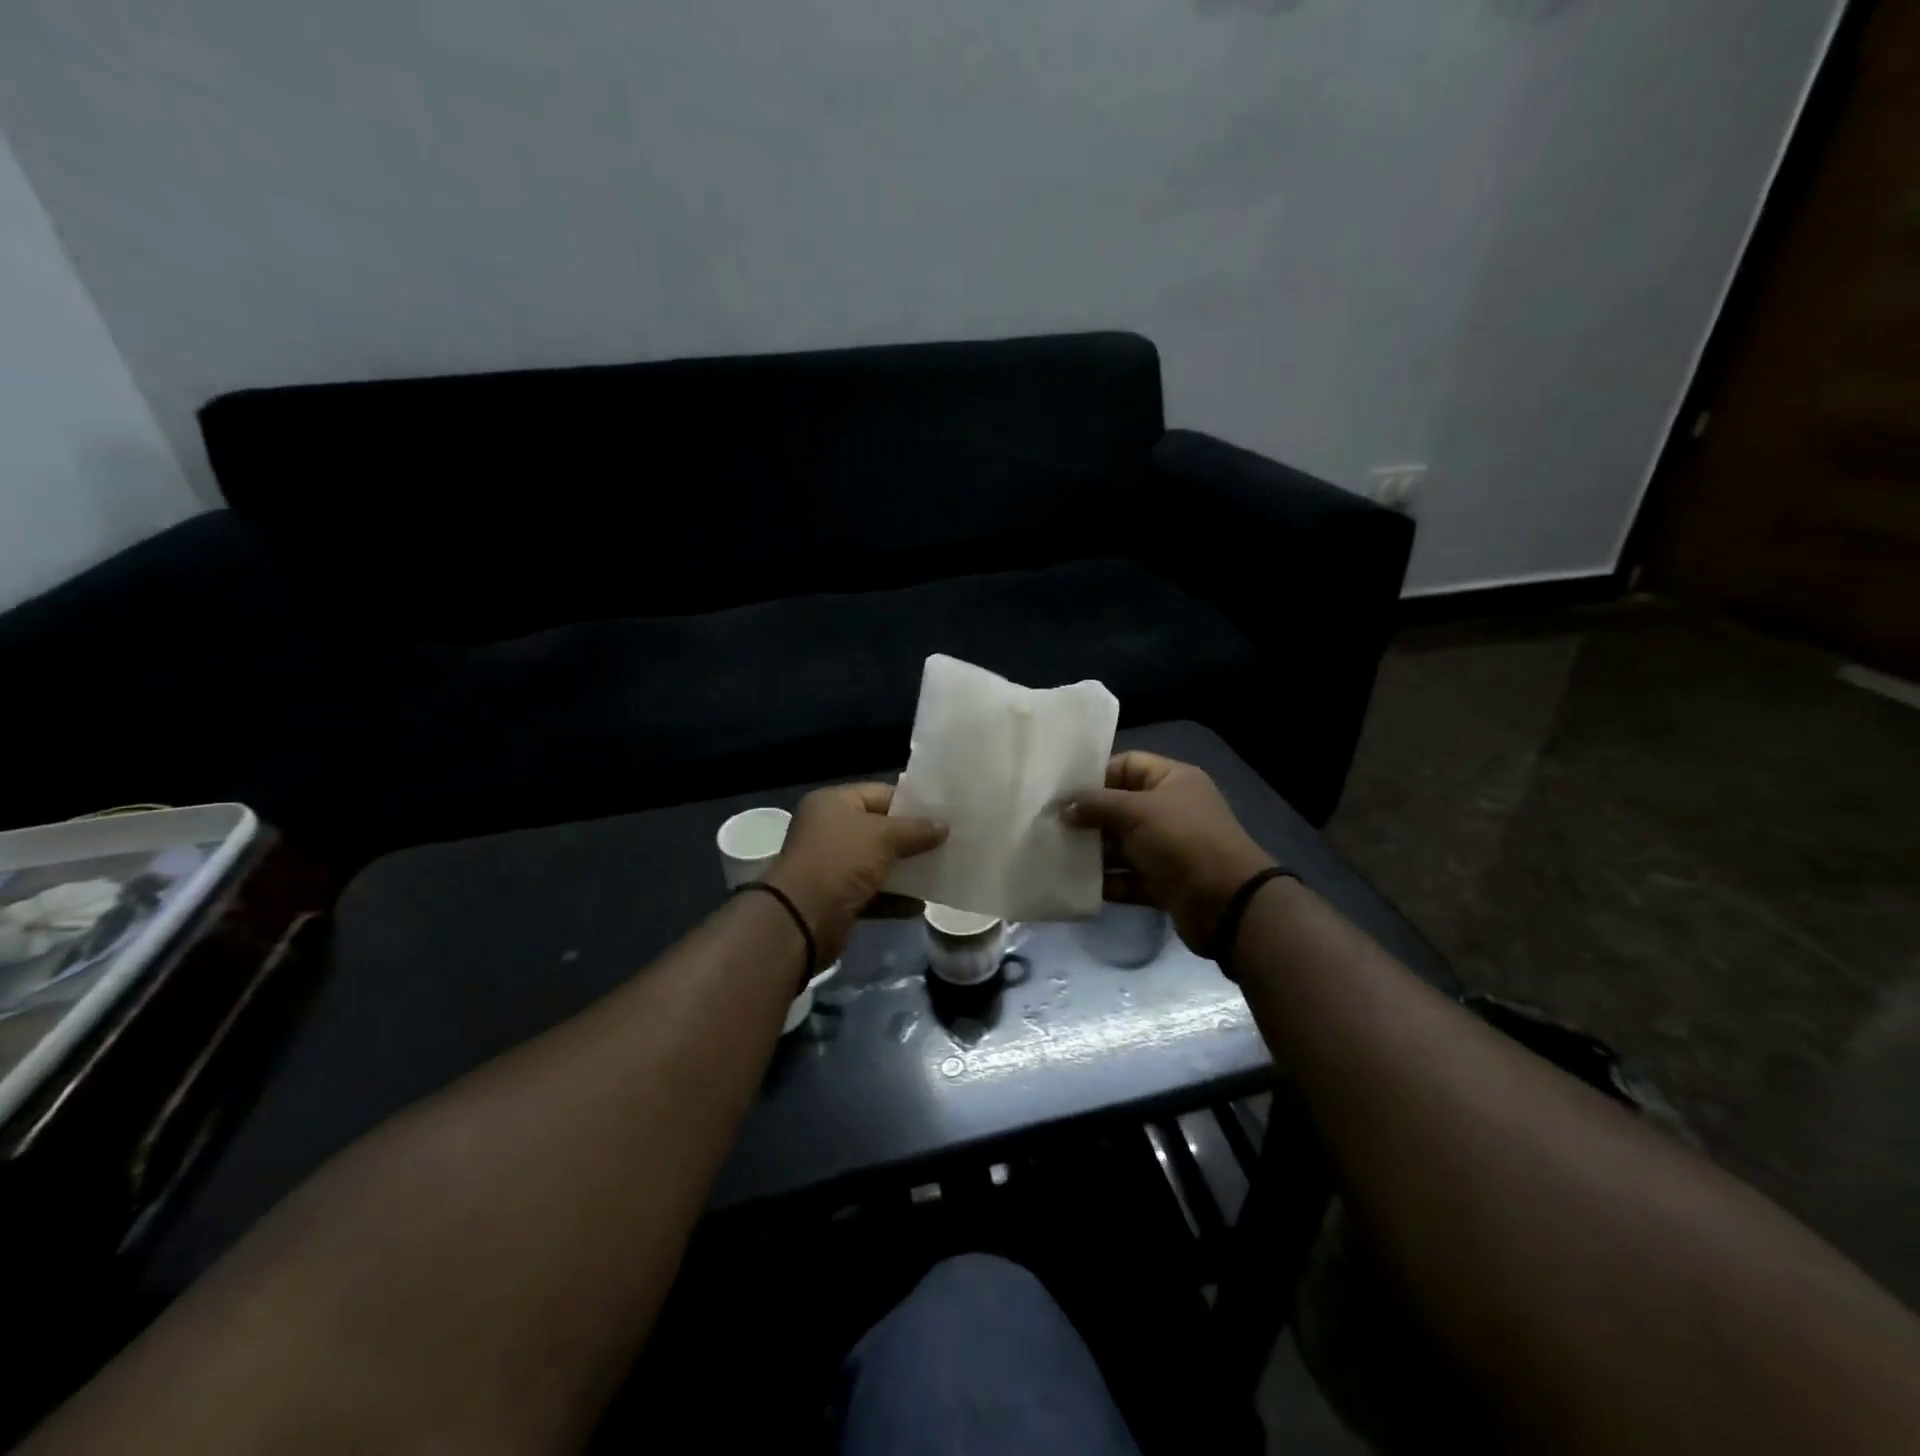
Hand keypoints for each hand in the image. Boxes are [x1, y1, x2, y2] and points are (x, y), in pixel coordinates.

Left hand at [763, 783, 946, 966]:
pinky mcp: (838, 897)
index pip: (880, 793)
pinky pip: (873, 893)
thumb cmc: (841, 861)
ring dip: (906, 869)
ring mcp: (833, 865)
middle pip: (879, 828)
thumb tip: (944, 826)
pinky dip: (895, 898)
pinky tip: (921, 904)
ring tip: (942, 870)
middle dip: (912, 837)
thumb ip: (916, 830)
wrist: (802, 918)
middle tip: (948, 841)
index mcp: (833, 803)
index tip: (943, 812)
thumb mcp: (883, 837)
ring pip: (878, 862)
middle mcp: (830, 830)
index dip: (912, 802)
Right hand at [1064, 752, 1275, 953]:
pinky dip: (1106, 881)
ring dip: (1092, 852)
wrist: (1227, 903)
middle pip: (1120, 807)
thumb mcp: (1137, 812)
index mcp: (1172, 780)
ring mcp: (1167, 849)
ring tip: (1055, 854)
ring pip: (1121, 845)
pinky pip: (1127, 878)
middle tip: (1050, 825)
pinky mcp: (1163, 883)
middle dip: (1087, 817)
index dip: (1095, 775)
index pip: (1127, 765)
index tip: (1061, 790)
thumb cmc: (1182, 840)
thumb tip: (1063, 807)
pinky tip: (1075, 883)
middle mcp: (1170, 811)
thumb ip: (1097, 805)